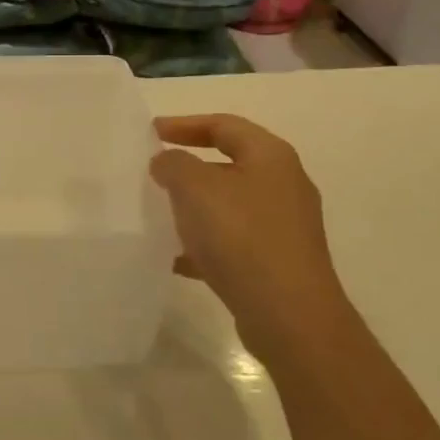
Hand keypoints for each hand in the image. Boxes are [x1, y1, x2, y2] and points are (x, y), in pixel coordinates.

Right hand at [150, 114, 351, 358]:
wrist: (289, 315)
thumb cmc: (241, 236)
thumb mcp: (194, 187)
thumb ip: (173, 164)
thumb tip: (167, 162)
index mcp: (270, 156)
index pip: (224, 125)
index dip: (184, 124)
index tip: (150, 133)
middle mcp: (283, 185)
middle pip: (228, 164)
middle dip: (188, 167)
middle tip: (153, 172)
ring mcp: (283, 226)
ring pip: (228, 205)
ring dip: (193, 206)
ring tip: (158, 214)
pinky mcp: (277, 261)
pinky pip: (232, 241)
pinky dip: (203, 243)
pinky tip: (175, 258)